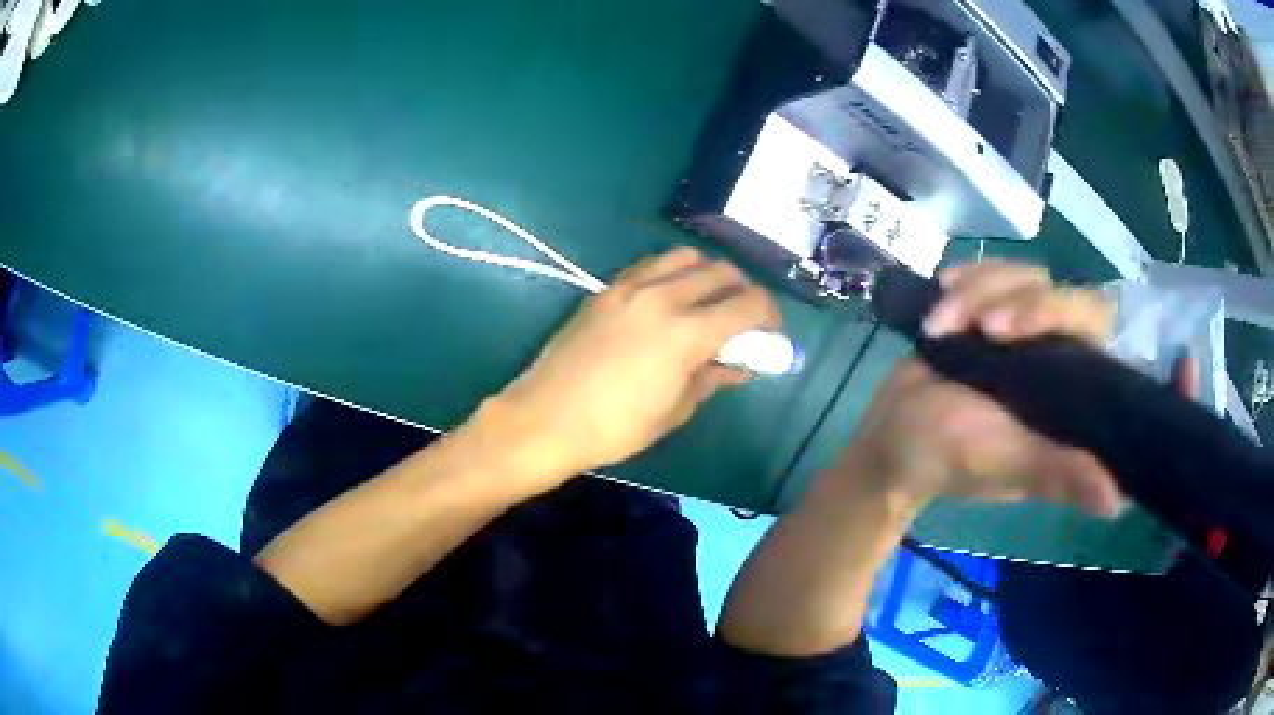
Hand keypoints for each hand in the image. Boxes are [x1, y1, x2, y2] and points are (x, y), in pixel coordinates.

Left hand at [488, 247, 780, 484]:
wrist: (546, 418)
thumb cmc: (615, 428)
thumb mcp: (675, 410)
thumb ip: (712, 377)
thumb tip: (740, 365)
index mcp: (686, 333)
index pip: (748, 305)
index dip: (769, 316)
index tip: (770, 332)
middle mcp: (663, 297)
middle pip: (721, 272)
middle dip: (744, 291)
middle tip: (743, 317)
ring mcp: (630, 287)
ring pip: (686, 257)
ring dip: (708, 272)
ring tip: (707, 300)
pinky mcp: (607, 289)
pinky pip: (651, 265)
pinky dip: (672, 272)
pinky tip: (669, 297)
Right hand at [834, 261, 1123, 516]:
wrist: (888, 435)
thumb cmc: (945, 457)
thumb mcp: (1003, 463)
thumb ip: (1057, 473)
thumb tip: (1116, 504)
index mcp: (1070, 392)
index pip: (1093, 326)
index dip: (1061, 311)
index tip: (1006, 328)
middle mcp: (1057, 354)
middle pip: (1057, 288)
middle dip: (1008, 296)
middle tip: (975, 326)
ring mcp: (1025, 329)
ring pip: (1021, 275)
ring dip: (975, 292)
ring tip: (937, 326)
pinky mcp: (993, 311)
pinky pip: (993, 271)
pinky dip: (964, 279)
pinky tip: (940, 295)